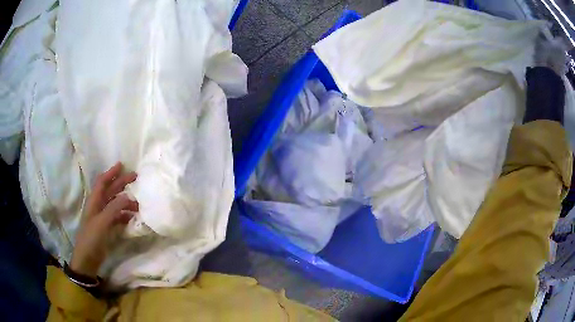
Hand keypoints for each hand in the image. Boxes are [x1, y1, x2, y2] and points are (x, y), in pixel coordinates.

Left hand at [70, 163, 137, 276]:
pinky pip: (118, 217)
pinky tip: (132, 218)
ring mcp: (103, 217)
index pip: (102, 182)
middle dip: (122, 184)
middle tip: (135, 178)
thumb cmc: (91, 238)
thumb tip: (128, 196)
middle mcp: (98, 206)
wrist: (87, 258)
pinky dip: (125, 215)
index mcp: (94, 201)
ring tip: (138, 205)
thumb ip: (114, 208)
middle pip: (110, 191)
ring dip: (126, 202)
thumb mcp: (102, 222)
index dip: (111, 173)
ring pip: (116, 204)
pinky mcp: (107, 228)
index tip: (122, 165)